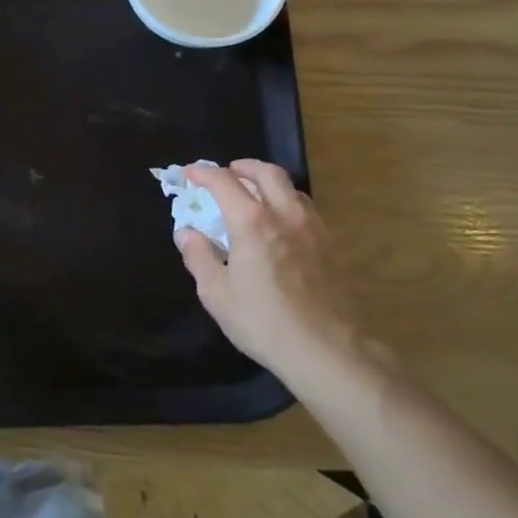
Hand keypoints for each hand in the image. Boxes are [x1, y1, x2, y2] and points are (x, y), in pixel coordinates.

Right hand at [175, 161, 357, 372]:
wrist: (328, 350)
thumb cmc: (264, 322)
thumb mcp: (216, 293)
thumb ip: (198, 256)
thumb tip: (186, 232)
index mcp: (251, 222)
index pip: (224, 181)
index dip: (203, 173)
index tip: (188, 174)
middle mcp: (284, 215)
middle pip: (266, 173)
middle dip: (242, 167)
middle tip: (226, 174)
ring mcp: (313, 228)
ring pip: (291, 188)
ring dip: (268, 183)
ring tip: (253, 196)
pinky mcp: (330, 246)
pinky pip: (305, 209)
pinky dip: (286, 202)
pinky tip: (279, 224)